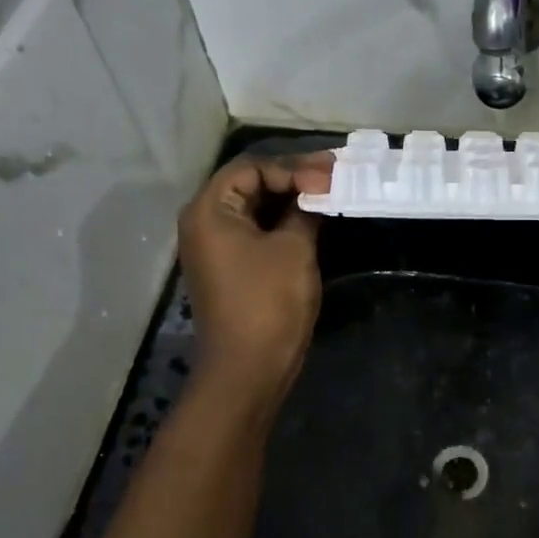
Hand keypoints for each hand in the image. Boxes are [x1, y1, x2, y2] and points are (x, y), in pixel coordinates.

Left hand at [177, 151, 333, 403]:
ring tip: (329, 194)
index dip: (294, 168)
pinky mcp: (228, 268)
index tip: (332, 176)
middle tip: (335, 177)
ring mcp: (214, 248)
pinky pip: (255, 232)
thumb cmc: (268, 303)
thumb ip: (306, 210)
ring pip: (254, 209)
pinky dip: (282, 223)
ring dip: (290, 201)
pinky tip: (312, 221)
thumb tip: (318, 191)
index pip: (252, 168)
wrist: (248, 369)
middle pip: (249, 184)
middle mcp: (203, 222)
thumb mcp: (294, 248)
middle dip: (293, 179)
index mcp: (209, 210)